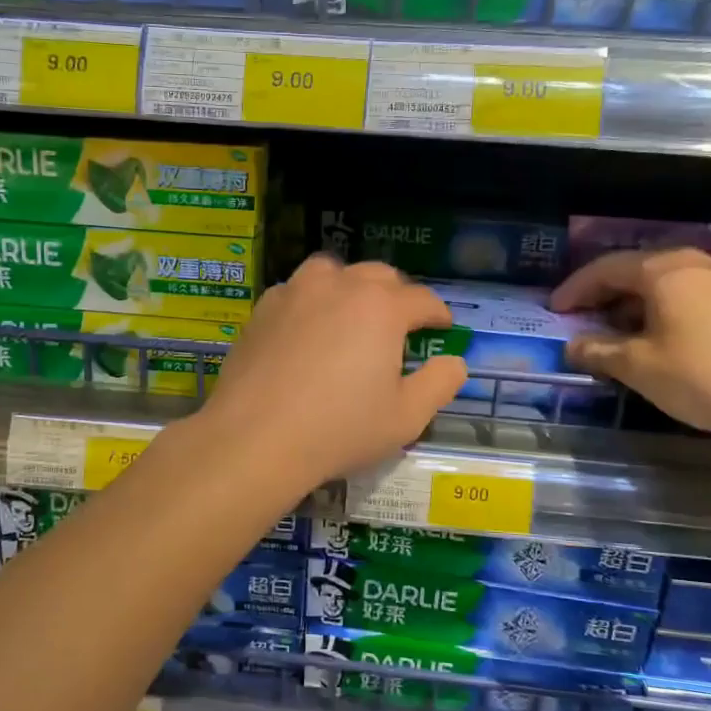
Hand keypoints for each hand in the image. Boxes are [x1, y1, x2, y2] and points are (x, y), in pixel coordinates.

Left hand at [201, 256, 467, 487]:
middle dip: (398, 296)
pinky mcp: (263, 308)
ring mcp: (296, 292)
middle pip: (379, 276)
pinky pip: (297, 291)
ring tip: (352, 315)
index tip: (443, 328)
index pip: (422, 299)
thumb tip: (455, 361)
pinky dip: (312, 301)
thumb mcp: (407, 417)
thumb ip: (440, 383)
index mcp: (382, 307)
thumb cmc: (340, 429)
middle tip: (401, 325)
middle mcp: (340, 285)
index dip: (438, 314)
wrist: (255, 438)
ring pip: (333, 272)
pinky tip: (308, 330)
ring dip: (351, 287)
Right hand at [550, 248, 710, 439]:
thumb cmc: (704, 376)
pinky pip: (693, 295)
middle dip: (606, 294)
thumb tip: (573, 346)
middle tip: (583, 319)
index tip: (554, 310)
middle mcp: (698, 263)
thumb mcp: (639, 367)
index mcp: (665, 270)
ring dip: (637, 303)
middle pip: (638, 270)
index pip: (606, 269)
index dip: (576, 289)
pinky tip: (662, 337)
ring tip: (619, 331)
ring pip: (668, 282)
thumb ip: (600, 351)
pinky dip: (666, 309)